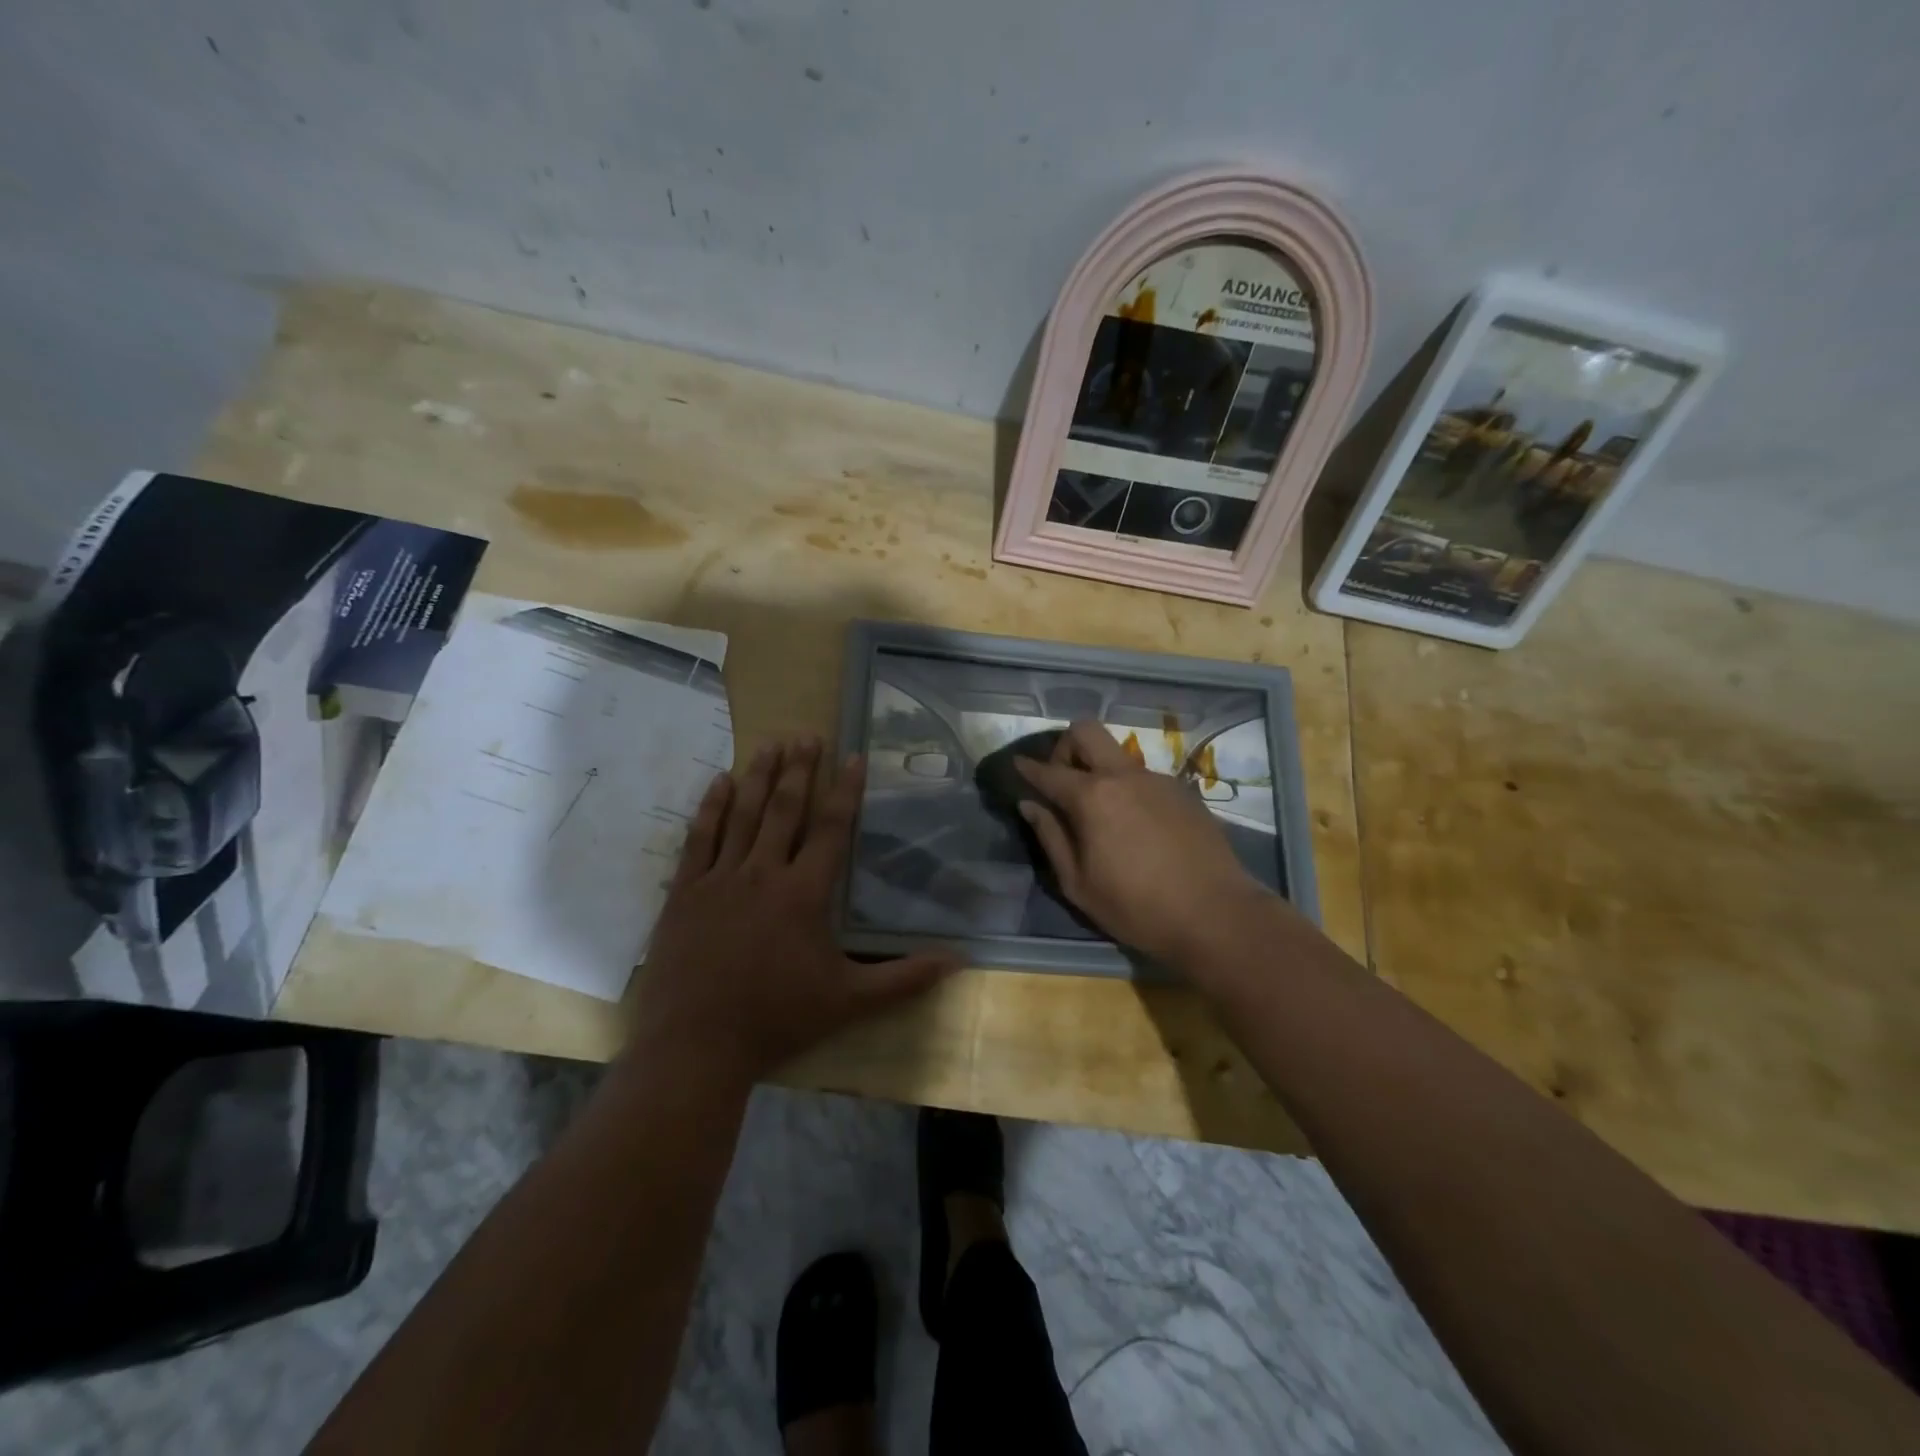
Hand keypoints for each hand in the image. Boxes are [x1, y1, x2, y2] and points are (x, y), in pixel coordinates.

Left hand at [629, 737, 956, 1087]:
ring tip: (771, 742)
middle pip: (784, 809)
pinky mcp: (684, 892)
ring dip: (758, 775)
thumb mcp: (849, 1001)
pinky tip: (719, 782)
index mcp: (804, 893)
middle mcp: (763, 873)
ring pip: (742, 814)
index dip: (844, 790)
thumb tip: (959, 961)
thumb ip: (904, 978)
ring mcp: (719, 879)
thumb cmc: (777, 1019)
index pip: (832, 828)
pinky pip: (699, 838)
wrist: (696, 1046)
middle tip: (807, 735)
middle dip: (798, 769)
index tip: (852, 755)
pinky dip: (710, 807)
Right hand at [1015, 721, 1274, 966]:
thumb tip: (1030, 805)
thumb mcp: (1078, 884)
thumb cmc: (1137, 907)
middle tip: (1062, 780)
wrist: (1216, 914)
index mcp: (1092, 797)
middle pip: (1086, 731)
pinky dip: (1127, 788)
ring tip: (1101, 812)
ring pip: (1116, 754)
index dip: (1028, 768)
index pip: (1048, 771)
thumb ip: (1051, 837)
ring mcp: (1157, 779)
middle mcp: (1123, 776)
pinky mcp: (1183, 791)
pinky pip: (1143, 777)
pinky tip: (1136, 826)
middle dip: (1065, 746)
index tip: (1017, 765)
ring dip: (1099, 769)